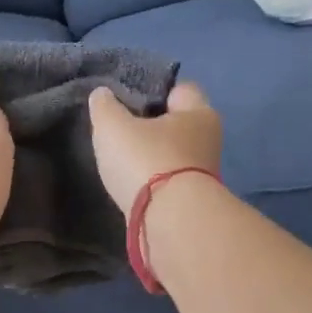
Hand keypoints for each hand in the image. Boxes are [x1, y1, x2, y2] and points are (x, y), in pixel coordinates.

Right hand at [87, 83, 221, 212]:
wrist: (170, 222)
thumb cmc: (146, 161)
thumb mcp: (113, 127)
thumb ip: (105, 107)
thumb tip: (103, 95)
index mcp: (199, 112)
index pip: (180, 90)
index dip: (155, 91)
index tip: (129, 101)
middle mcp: (209, 141)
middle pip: (178, 126)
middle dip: (154, 128)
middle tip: (122, 132)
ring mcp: (204, 175)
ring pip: (174, 157)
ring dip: (154, 159)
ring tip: (124, 162)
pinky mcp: (193, 203)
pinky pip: (170, 183)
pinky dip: (155, 184)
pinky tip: (134, 187)